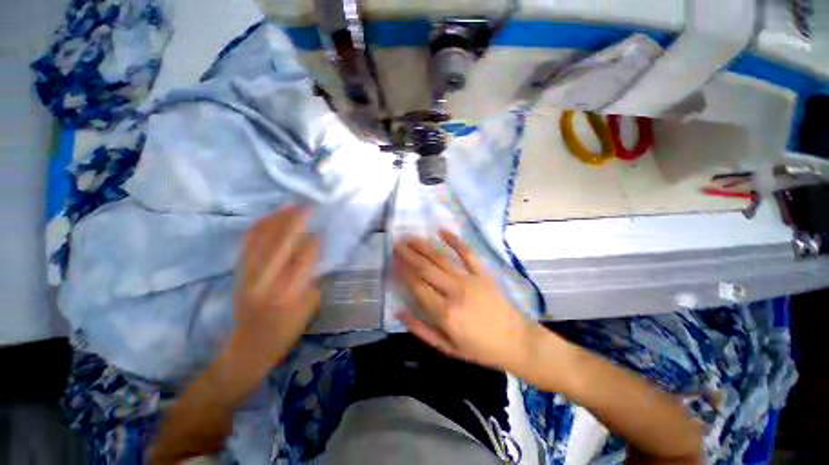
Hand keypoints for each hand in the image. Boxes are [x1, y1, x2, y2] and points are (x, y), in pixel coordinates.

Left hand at [233, 206, 320, 364]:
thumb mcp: (308, 310)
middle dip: (295, 222)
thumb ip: (313, 280)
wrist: (248, 349)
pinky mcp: (238, 274)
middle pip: (280, 245)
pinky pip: (247, 245)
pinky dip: (258, 228)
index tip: (322, 231)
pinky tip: (269, 218)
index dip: (313, 244)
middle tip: (307, 207)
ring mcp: (248, 277)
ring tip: (289, 206)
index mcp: (287, 294)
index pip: (302, 260)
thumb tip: (314, 253)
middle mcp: (266, 282)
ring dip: (276, 220)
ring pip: (261, 240)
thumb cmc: (285, 333)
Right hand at [393, 230, 539, 372]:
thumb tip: (398, 311)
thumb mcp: (447, 347)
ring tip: (410, 237)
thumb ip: (421, 329)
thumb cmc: (480, 348)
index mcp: (445, 313)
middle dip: (408, 255)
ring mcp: (470, 279)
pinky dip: (455, 240)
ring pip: (441, 258)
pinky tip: (442, 230)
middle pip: (426, 268)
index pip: (417, 286)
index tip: (393, 262)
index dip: (403, 272)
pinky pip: (467, 253)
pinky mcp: (483, 272)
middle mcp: (455, 291)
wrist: (516, 341)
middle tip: (396, 244)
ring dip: (424, 246)